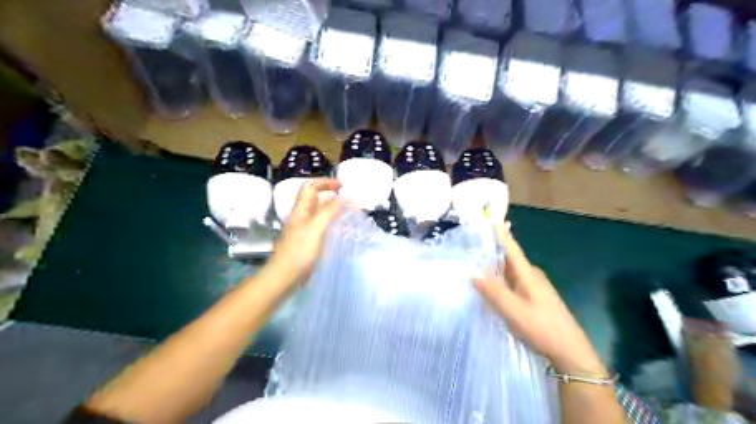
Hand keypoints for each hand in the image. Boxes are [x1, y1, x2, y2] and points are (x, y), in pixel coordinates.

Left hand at [267, 178, 344, 285]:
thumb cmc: (299, 252)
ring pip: (319, 212)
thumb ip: (328, 211)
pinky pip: (320, 225)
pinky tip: (339, 229)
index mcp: (301, 210)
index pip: (311, 187)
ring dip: (332, 208)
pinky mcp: (307, 241)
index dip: (325, 183)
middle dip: (331, 195)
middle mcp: (301, 216)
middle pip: (315, 198)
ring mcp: (303, 229)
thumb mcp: (315, 229)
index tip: (342, 187)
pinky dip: (331, 222)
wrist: (284, 276)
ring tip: (347, 213)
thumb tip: (342, 198)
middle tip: (348, 201)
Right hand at [478, 224, 606, 375]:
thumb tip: (473, 273)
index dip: (501, 234)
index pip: (512, 248)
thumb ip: (494, 292)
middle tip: (471, 244)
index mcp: (528, 274)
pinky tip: (491, 287)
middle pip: (509, 258)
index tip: (491, 218)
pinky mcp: (534, 298)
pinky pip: (512, 282)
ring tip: (475, 263)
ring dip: (494, 266)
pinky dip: (500, 280)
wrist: (571, 352)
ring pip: (510, 272)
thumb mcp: (514, 311)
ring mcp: (534, 288)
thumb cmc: (542, 328)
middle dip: (492, 250)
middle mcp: (531, 276)